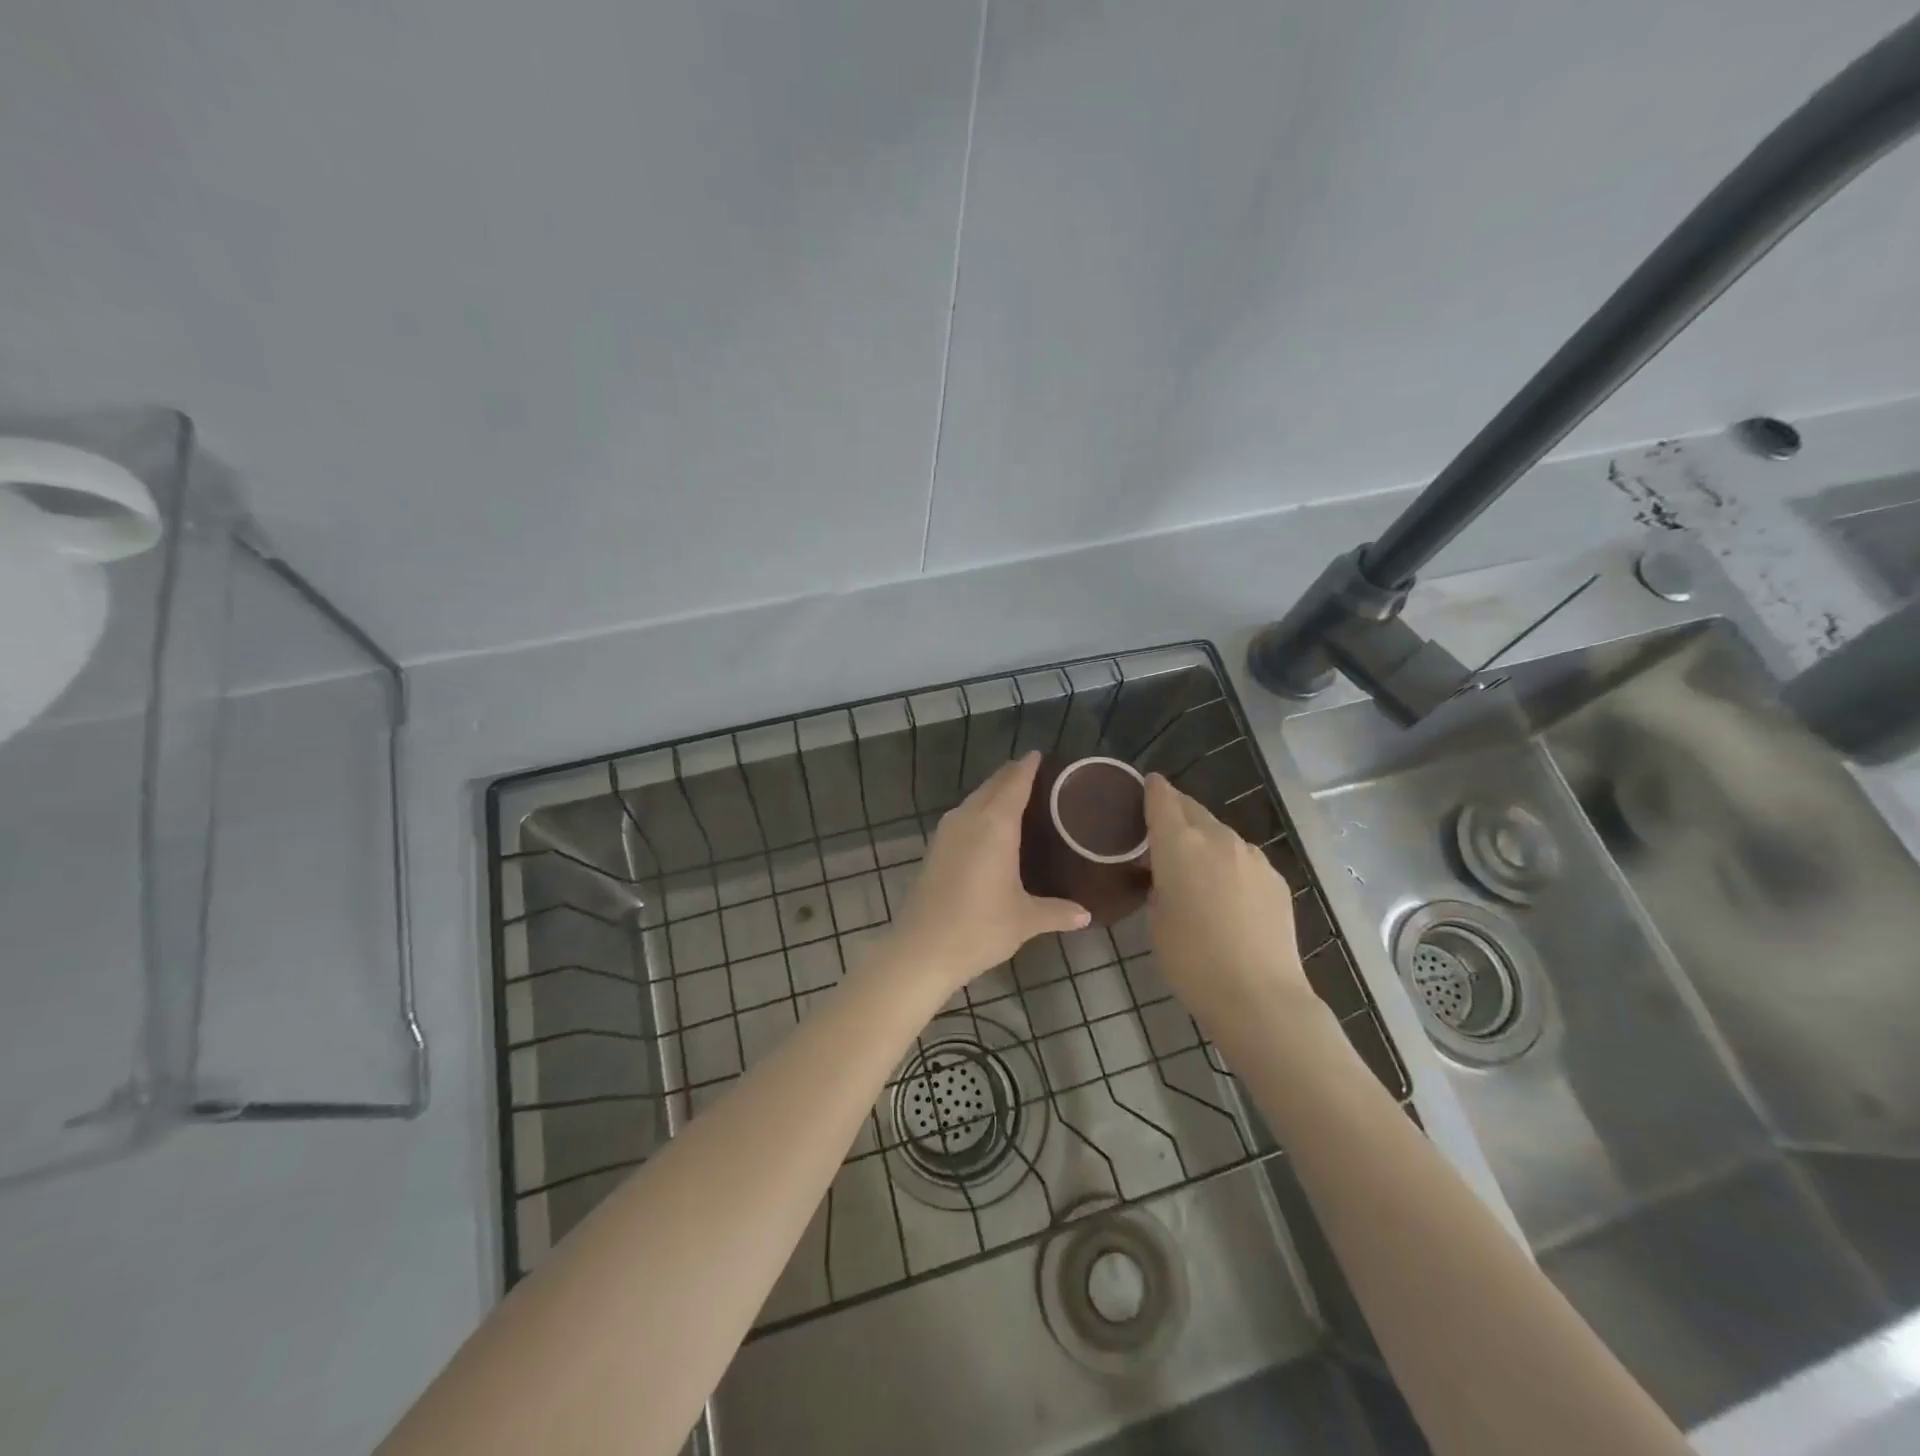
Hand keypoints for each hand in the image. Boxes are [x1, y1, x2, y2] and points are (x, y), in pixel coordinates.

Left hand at [882, 752, 1090, 993]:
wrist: (922, 949)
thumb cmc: (979, 928)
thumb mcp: (1025, 920)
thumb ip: (1057, 912)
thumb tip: (1086, 914)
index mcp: (995, 825)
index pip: (1014, 783)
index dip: (1028, 767)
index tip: (1041, 755)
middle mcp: (968, 819)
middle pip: (992, 786)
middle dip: (1012, 776)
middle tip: (1035, 775)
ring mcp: (946, 832)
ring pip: (974, 800)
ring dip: (993, 793)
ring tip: (1016, 798)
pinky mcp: (934, 848)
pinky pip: (962, 817)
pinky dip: (979, 812)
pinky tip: (988, 828)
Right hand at [1143, 773, 1316, 1035]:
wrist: (1260, 997)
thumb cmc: (1192, 961)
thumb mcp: (1156, 920)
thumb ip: (1159, 884)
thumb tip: (1170, 876)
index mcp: (1180, 844)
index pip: (1162, 798)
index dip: (1151, 788)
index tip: (1144, 787)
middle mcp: (1218, 838)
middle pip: (1192, 809)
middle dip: (1176, 813)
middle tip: (1160, 832)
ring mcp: (1253, 857)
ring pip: (1220, 833)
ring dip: (1204, 839)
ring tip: (1194, 866)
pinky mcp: (1276, 878)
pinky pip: (1244, 858)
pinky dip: (1229, 863)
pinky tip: (1226, 892)